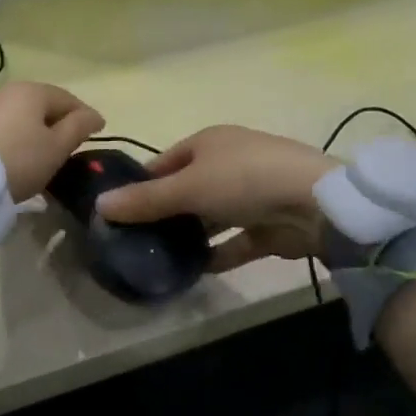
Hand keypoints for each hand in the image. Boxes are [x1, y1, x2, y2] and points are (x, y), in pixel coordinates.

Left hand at [0, 82, 105, 201]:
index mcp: (33, 91)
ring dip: (36, 131)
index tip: (98, 134)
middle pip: (43, 105)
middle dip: (59, 122)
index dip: (85, 116)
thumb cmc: (19, 160)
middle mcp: (8, 91)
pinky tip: (17, 156)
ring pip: (21, 116)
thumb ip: (79, 128)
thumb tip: (94, 115)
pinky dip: (16, 138)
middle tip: (71, 146)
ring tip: (43, 154)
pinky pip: (3, 127)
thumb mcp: (57, 148)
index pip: (68, 99)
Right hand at [95, 126, 333, 272]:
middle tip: (135, 241)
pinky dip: (217, 254)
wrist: (315, 202)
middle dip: (165, 213)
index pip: (165, 161)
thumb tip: (99, 205)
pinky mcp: (268, 225)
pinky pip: (235, 241)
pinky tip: (195, 272)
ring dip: (191, 235)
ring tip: (159, 260)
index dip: (141, 183)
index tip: (119, 211)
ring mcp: (251, 194)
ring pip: (211, 216)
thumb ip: (146, 200)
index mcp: (209, 142)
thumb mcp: (188, 187)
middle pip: (188, 189)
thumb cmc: (244, 180)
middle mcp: (228, 163)